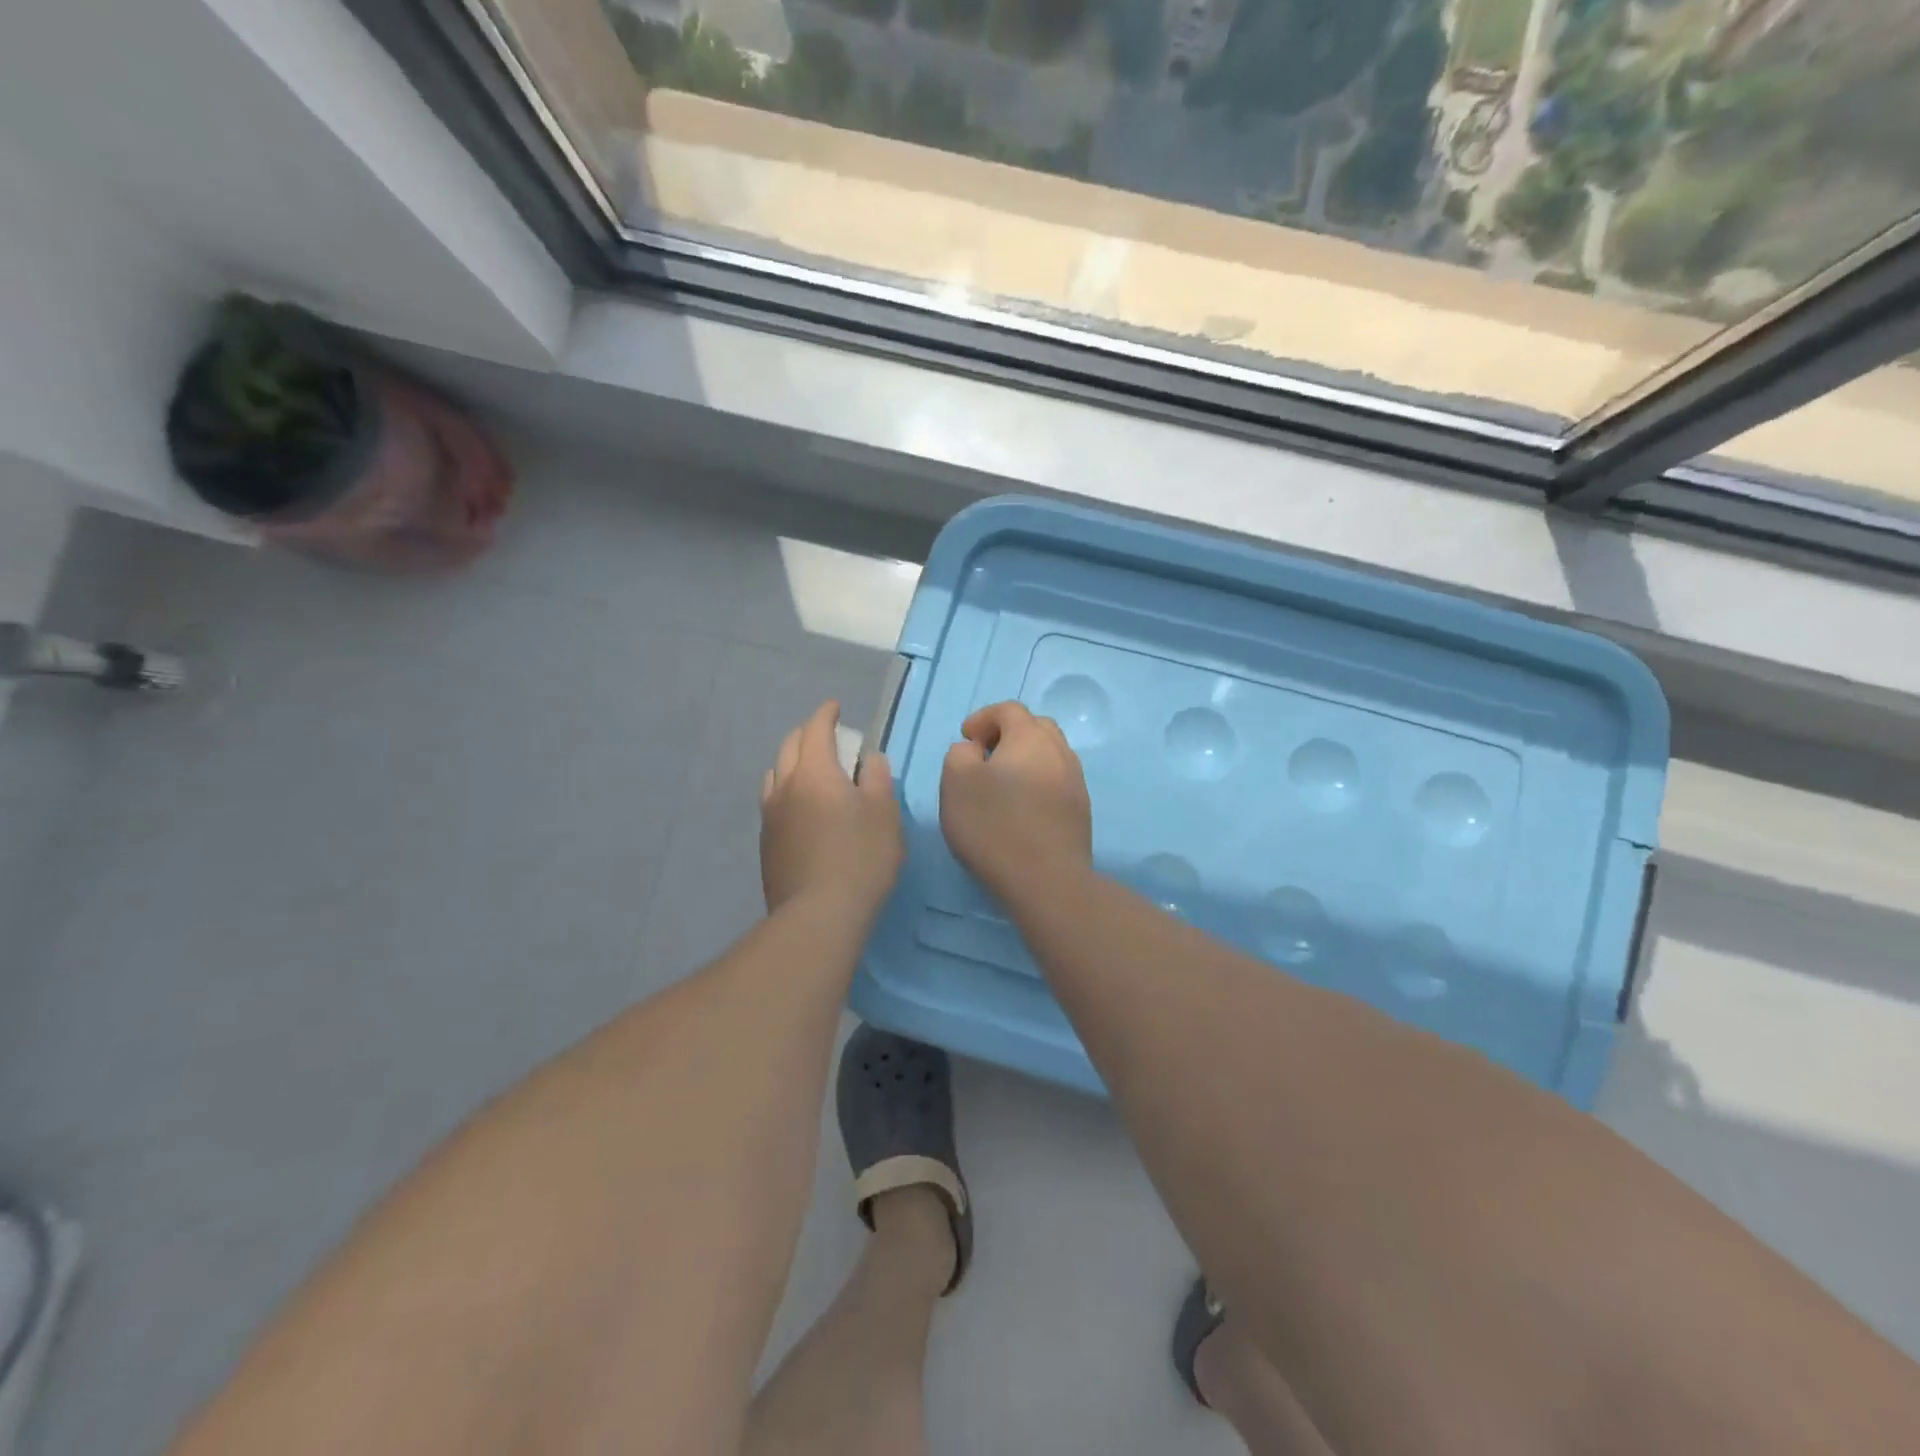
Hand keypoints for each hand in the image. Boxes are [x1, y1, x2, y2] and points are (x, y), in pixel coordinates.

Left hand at [760, 700, 902, 916]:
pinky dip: (787, 789)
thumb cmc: (861, 857)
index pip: (816, 729)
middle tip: (828, 737)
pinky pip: (773, 800)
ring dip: (792, 762)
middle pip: (790, 746)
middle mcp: (785, 786)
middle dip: (808, 734)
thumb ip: (877, 778)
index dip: (826, 714)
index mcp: (815, 772)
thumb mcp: (884, 813)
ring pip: (775, 773)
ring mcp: (770, 815)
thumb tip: (868, 760)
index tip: (835, 708)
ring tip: (811, 770)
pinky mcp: (766, 842)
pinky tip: (801, 807)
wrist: (818, 914)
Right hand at [940, 701, 1092, 908]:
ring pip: (1049, 756)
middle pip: (1035, 728)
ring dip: (1025, 761)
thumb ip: (960, 754)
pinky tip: (1022, 810)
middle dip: (1008, 735)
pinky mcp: (1081, 812)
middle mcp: (1059, 752)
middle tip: (985, 757)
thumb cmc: (994, 826)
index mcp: (1030, 737)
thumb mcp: (956, 783)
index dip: (983, 718)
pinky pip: (1057, 783)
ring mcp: (1076, 782)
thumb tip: (975, 751)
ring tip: (1002, 785)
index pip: (1009, 710)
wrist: (1047, 880)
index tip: (966, 738)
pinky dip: (1037, 784)